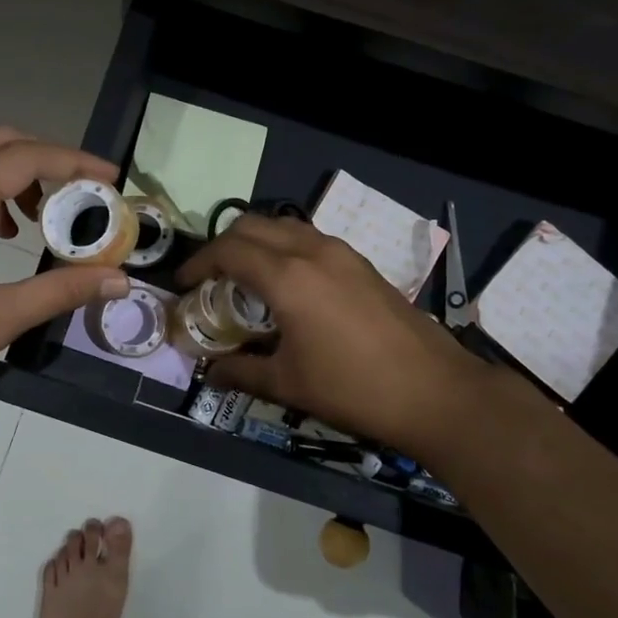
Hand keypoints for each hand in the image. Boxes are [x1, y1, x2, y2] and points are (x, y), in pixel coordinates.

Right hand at [177, 215, 468, 450]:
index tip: (183, 285)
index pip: (228, 251)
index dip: (198, 264)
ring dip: (256, 242)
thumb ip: (242, 371)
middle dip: (223, 245)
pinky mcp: (362, 263)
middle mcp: (312, 251)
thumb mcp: (288, 384)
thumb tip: (211, 372)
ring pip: (284, 226)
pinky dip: (285, 248)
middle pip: (252, 226)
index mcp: (287, 277)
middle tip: (210, 278)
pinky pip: (310, 239)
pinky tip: (288, 284)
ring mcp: (341, 253)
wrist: (434, 391)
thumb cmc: (353, 388)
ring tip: (245, 277)